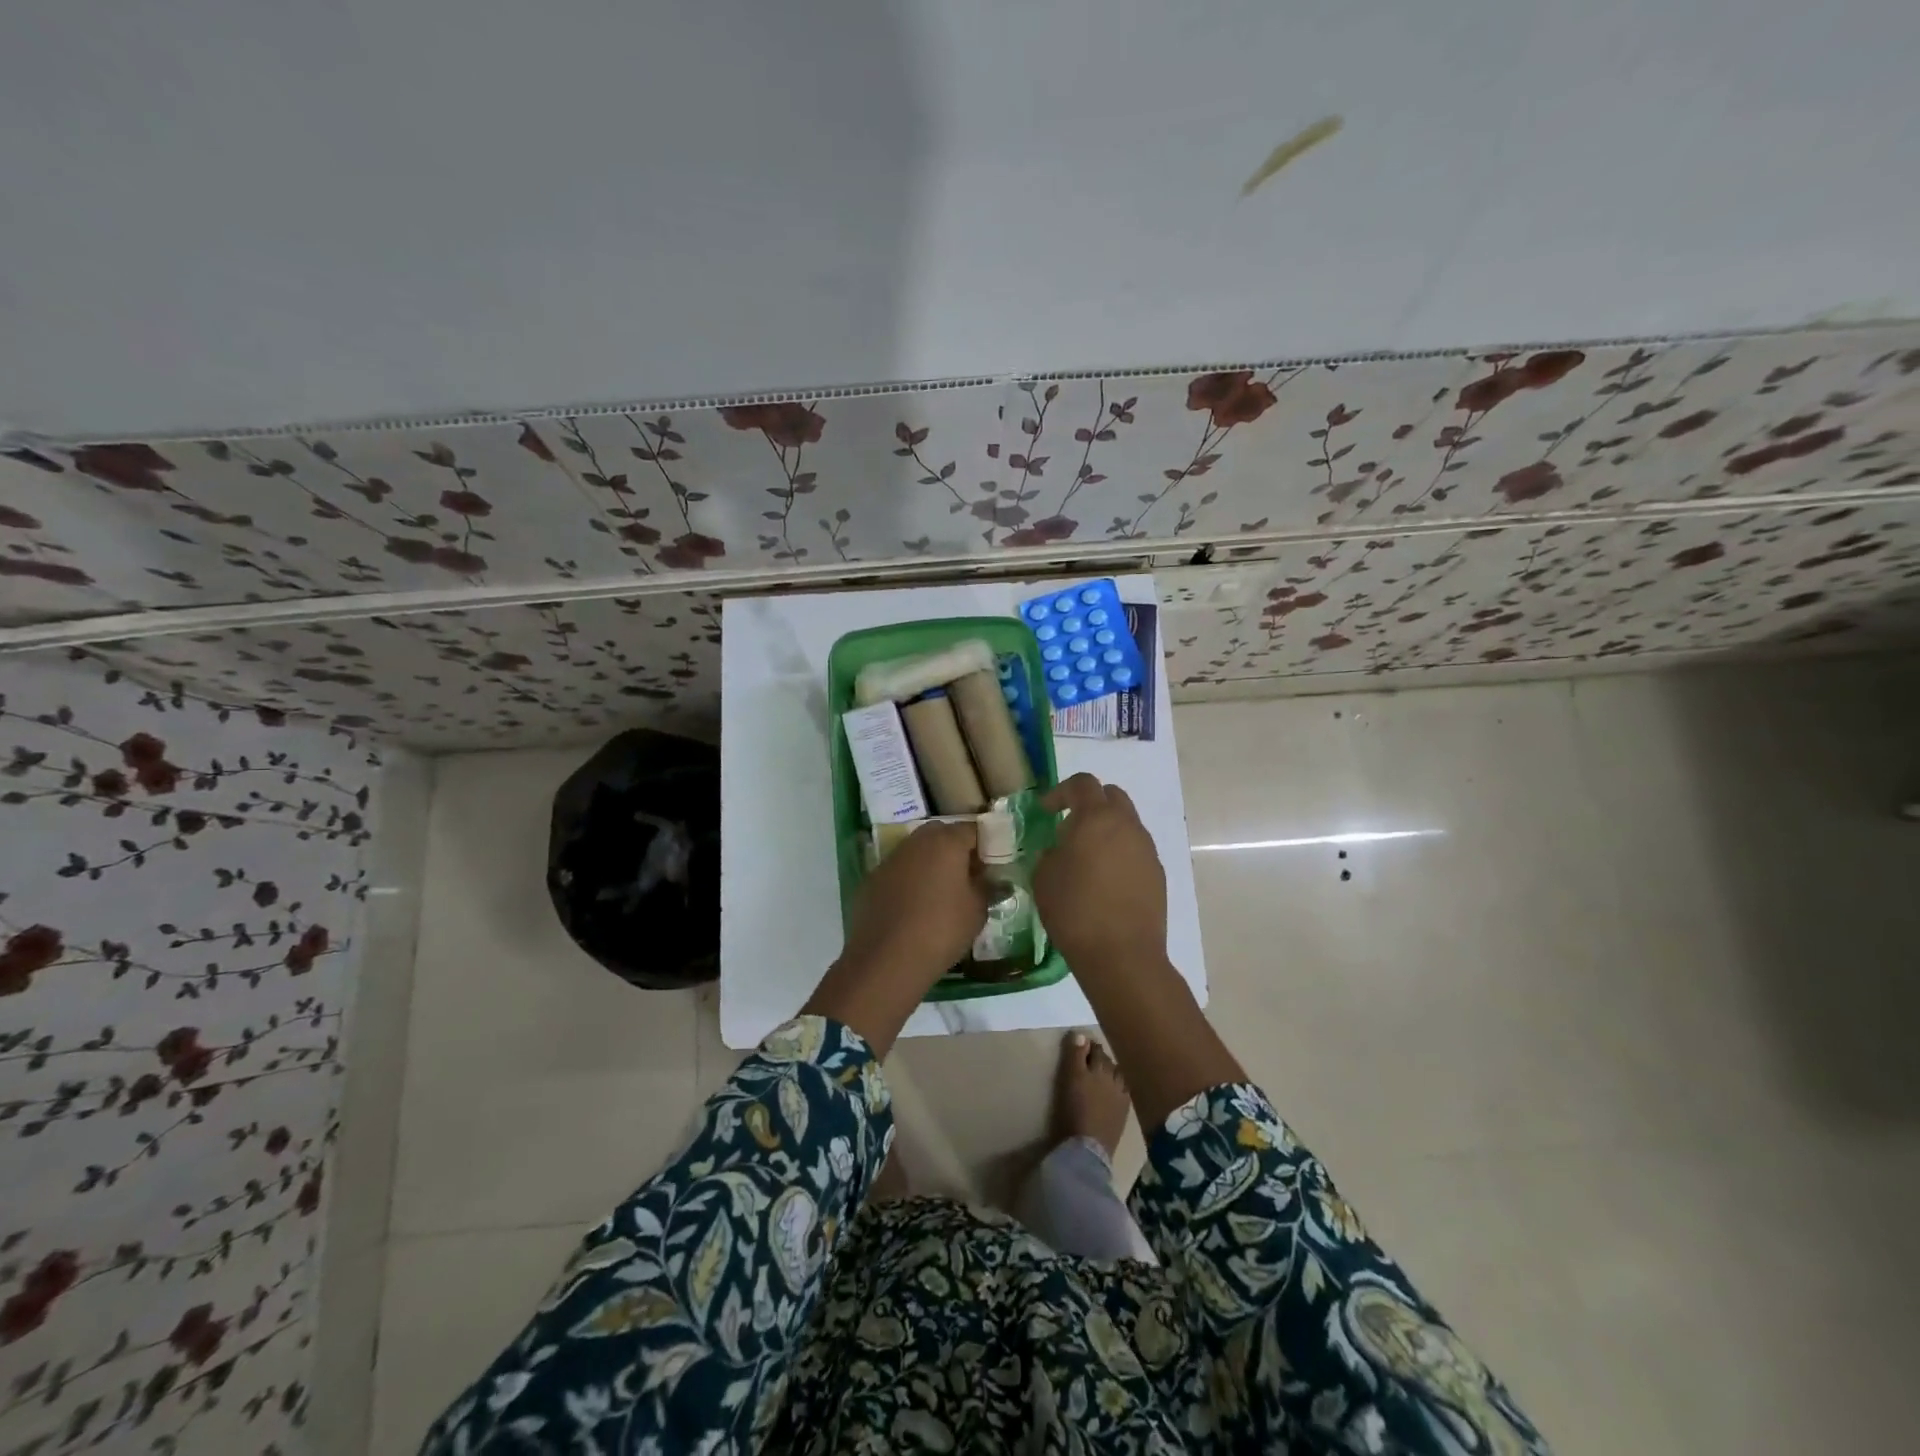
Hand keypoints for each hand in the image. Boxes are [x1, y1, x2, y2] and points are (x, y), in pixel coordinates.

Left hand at [836, 819, 987, 992]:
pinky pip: (898, 871)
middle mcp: (916, 842)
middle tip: (967, 877)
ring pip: (917, 851)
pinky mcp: (872, 879)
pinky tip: (914, 908)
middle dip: (956, 850)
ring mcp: (890, 859)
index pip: (972, 829)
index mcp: (946, 842)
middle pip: (941, 834)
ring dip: (930, 864)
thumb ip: (986, 888)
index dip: (985, 845)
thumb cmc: (942, 930)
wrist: (887, 959)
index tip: (991, 867)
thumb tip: (990, 880)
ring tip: (941, 893)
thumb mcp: (977, 911)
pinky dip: (909, 880)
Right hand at [1034, 774, 1166, 976]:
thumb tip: (1061, 849)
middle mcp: (1127, 825)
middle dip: (1089, 804)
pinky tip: (1105, 882)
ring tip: (1087, 858)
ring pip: (1127, 823)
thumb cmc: (1075, 910)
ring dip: (1106, 830)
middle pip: (1111, 796)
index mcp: (1097, 818)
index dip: (1060, 791)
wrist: (1122, 955)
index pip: (1082, 783)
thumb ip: (1050, 852)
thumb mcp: (1044, 877)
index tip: (1045, 810)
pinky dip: (1119, 853)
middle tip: (1069, 827)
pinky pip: (1136, 850)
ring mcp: (1147, 850)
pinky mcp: (1158, 874)